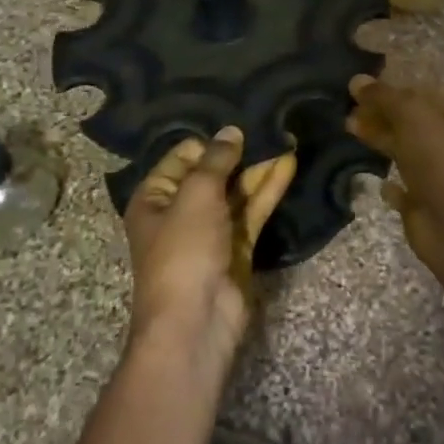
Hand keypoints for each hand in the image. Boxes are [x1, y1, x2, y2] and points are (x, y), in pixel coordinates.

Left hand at [123, 127, 296, 365]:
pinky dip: (269, 188)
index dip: (210, 141)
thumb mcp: (196, 195)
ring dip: (260, 168)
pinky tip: (289, 164)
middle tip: (271, 125)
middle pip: (213, 173)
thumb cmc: (184, 250)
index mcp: (155, 198)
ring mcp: (212, 230)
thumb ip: (216, 160)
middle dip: (240, 152)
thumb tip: (231, 130)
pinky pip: (253, 210)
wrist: (196, 320)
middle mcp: (181, 211)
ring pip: (238, 191)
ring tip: (287, 138)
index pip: (183, 156)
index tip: (240, 123)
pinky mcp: (238, 246)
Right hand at [345, 75, 443, 262]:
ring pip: (400, 150)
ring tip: (347, 129)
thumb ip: (384, 97)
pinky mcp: (419, 202)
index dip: (390, 88)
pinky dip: (387, 184)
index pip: (417, 93)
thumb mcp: (412, 116)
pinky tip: (373, 179)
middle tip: (345, 108)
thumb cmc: (439, 160)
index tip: (358, 87)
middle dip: (378, 113)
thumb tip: (356, 80)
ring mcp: (431, 173)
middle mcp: (441, 140)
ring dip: (377, 139)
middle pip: (405, 120)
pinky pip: (399, 189)